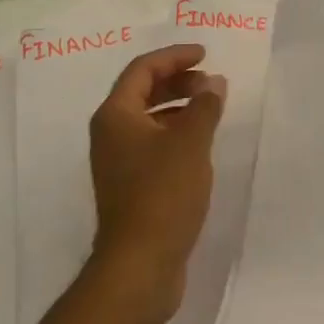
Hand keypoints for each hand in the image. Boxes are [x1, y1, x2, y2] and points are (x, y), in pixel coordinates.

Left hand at [87, 43, 227, 323]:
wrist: (139, 268)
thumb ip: (204, 105)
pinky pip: (152, 143)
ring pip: (148, 119)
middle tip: (209, 82)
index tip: (205, 55)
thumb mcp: (191, 142)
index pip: (143, 68)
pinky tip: (199, 143)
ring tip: (209, 109)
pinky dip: (175, 133)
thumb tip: (213, 82)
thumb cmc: (162, 194)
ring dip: (178, 106)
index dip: (175, 56)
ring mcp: (117, 163)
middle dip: (177, 80)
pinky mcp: (129, 187)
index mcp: (115, 115)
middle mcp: (110, 133)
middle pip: (142, 91)